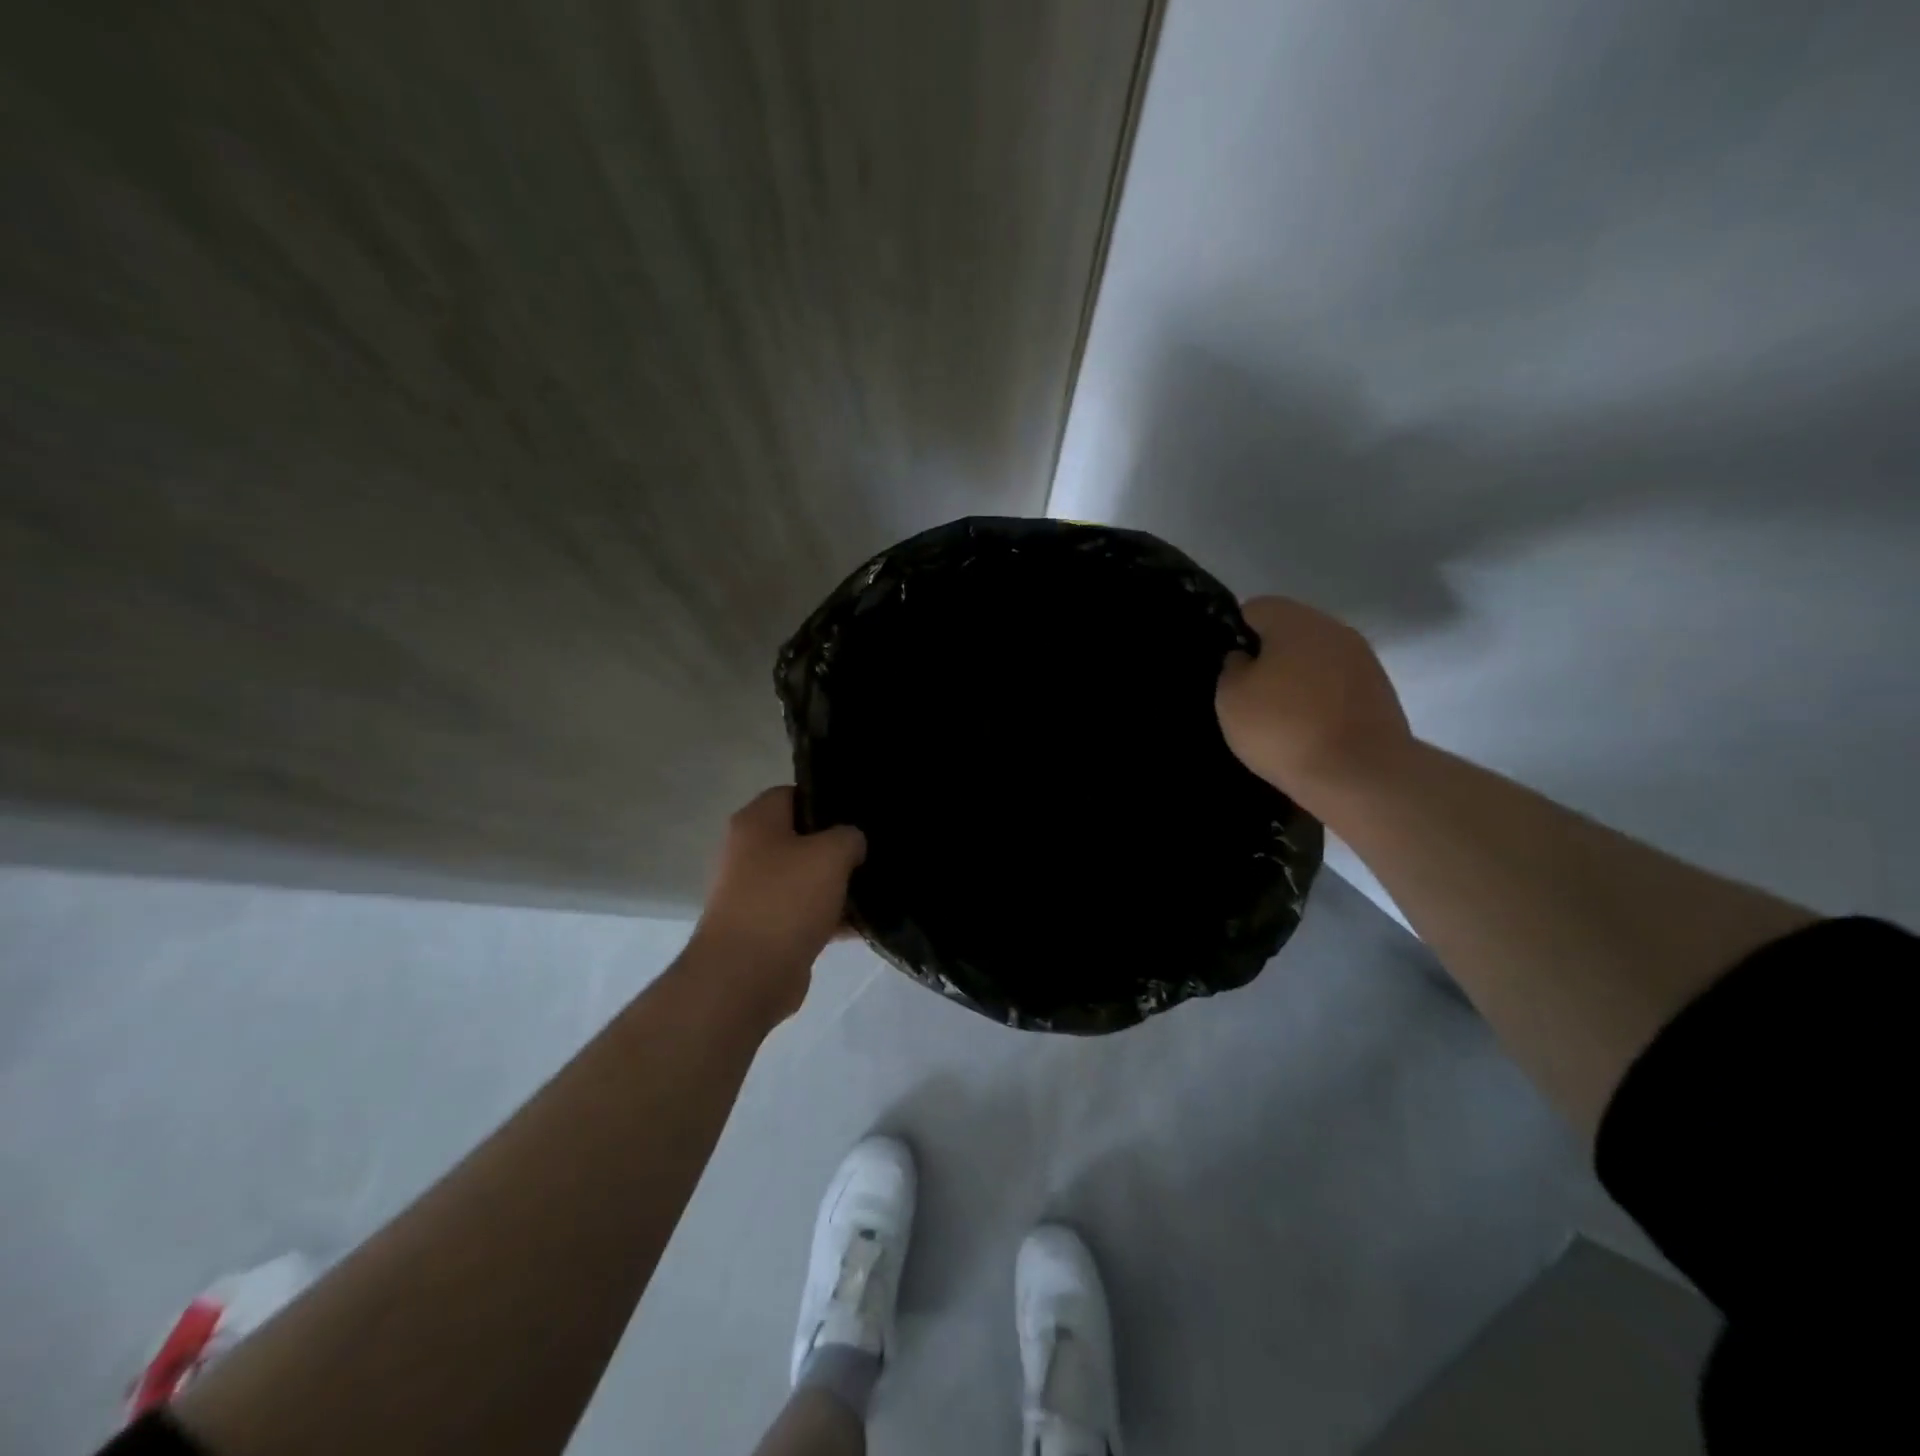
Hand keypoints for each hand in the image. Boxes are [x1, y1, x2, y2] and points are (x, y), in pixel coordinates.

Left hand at [686, 787, 866, 1021]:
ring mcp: (754, 893)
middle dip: (836, 847)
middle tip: (872, 852)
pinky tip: (864, 924)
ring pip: (805, 878)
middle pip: (801, 838)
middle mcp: (748, 852)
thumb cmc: (785, 900)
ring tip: (876, 888)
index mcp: (755, 822)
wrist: (746, 976)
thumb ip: (849, 837)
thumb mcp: (831, 854)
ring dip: (837, 885)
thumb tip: (851, 843)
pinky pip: (804, 913)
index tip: (859, 815)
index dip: (827, 800)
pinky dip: (830, 917)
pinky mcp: (765, 929)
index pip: (793, 794)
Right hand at [1215, 596, 1414, 807]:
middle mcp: (1334, 630)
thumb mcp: (1231, 698)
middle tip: (1250, 694)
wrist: (1359, 774)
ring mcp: (1363, 661)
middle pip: (1292, 632)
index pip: (1256, 608)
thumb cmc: (1283, 728)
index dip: (1236, 634)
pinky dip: (1321, 700)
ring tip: (1280, 717)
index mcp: (1295, 621)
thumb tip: (1246, 659)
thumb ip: (1232, 668)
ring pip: (1317, 659)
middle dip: (1270, 656)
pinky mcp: (1380, 693)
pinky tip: (1309, 731)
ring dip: (1298, 679)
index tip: (1228, 668)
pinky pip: (1337, 686)